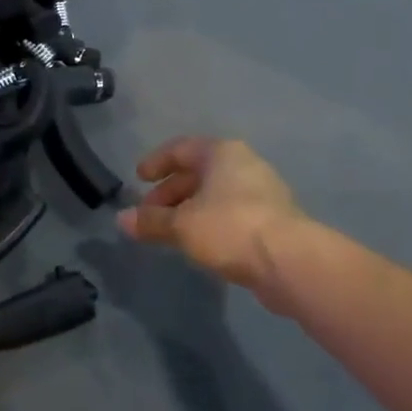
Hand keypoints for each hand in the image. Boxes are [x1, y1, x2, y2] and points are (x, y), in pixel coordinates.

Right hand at [119, 138, 301, 296]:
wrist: (290, 261)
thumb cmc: (229, 228)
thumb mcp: (181, 225)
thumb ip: (150, 221)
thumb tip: (121, 219)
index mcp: (221, 153)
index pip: (181, 148)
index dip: (156, 162)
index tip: (138, 179)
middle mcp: (244, 164)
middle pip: (198, 172)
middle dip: (170, 193)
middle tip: (148, 215)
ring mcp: (262, 192)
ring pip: (215, 194)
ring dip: (189, 210)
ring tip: (170, 232)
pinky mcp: (272, 220)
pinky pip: (231, 213)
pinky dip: (209, 222)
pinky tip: (199, 244)